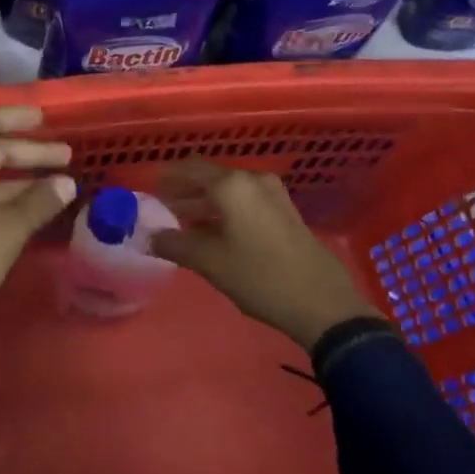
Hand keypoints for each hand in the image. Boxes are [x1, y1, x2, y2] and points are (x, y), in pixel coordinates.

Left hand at [0, 105, 74, 357]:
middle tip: (67, 158)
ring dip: (21, 178)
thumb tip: (67, 182)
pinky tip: (31, 214)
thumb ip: (39, 201)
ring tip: (59, 186)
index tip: (46, 119)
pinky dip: (7, 200)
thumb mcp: (7, 228)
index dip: (16, 116)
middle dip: (29, 151)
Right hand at [150, 158, 380, 350]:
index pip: (189, 168)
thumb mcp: (211, 263)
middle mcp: (252, 180)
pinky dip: (226, 209)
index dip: (167, 178)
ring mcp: (273, 194)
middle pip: (210, 177)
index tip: (150, 192)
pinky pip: (246, 200)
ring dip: (205, 202)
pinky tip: (216, 232)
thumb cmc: (260, 277)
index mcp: (231, 184)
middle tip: (164, 208)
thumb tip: (150, 238)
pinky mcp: (286, 212)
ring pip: (229, 190)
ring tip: (185, 222)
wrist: (324, 305)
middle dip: (185, 191)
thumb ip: (175, 245)